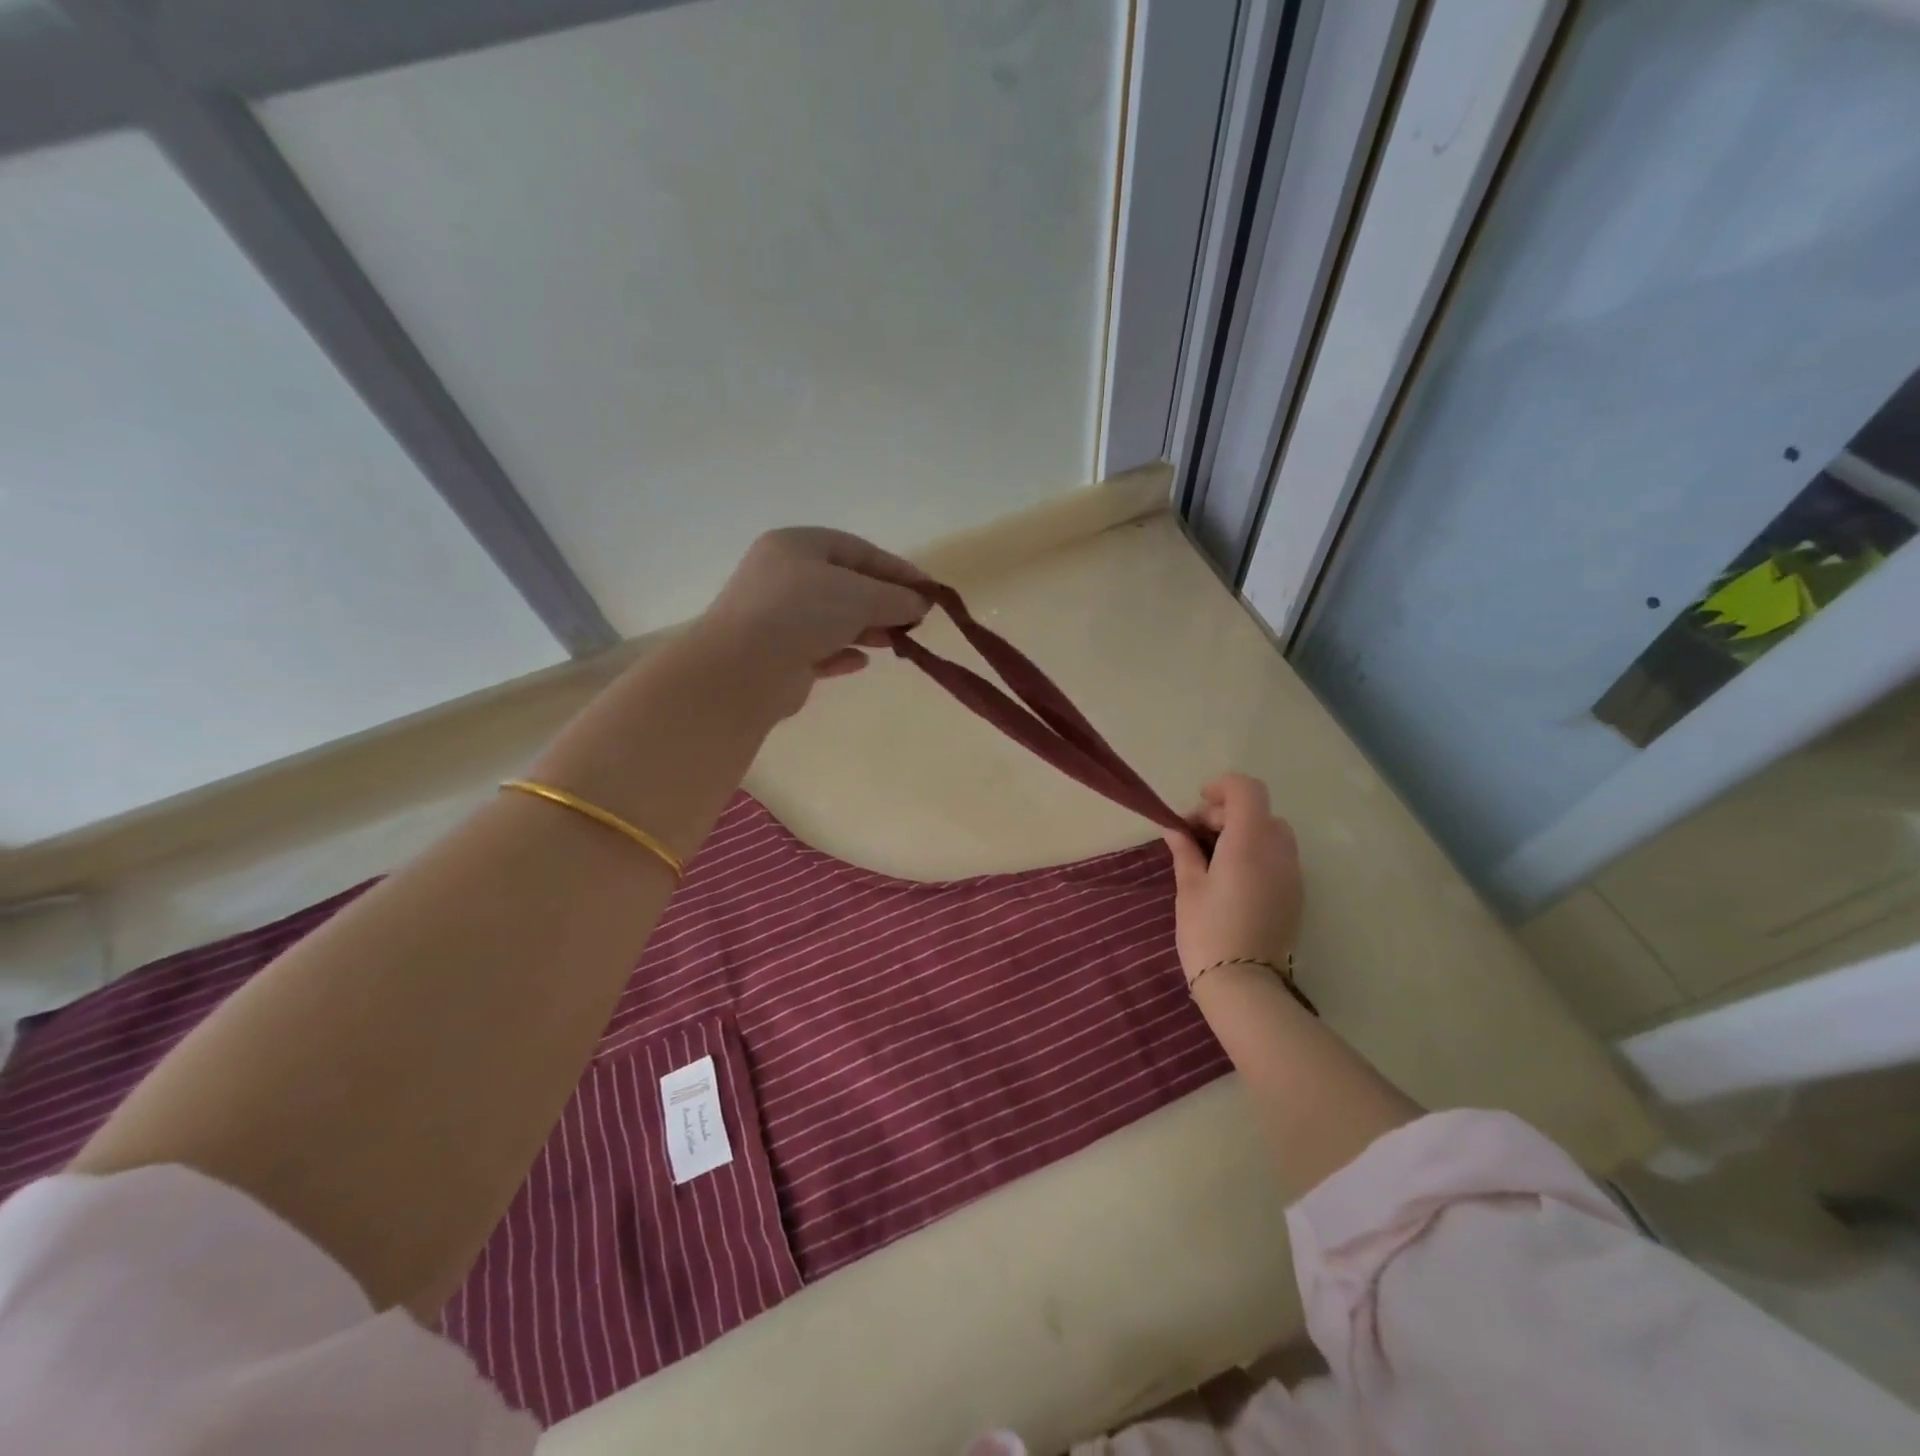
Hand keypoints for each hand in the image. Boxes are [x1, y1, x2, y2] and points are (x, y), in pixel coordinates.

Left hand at [698, 527, 932, 715]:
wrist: (743, 669)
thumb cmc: (802, 613)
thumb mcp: (860, 596)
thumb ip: (896, 597)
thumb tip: (921, 602)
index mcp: (797, 546)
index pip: (857, 550)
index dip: (897, 569)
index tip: (930, 590)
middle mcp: (783, 577)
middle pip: (845, 585)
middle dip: (883, 602)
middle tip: (916, 620)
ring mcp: (776, 618)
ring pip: (832, 619)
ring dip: (867, 629)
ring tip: (897, 642)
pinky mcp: (776, 657)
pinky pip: (818, 650)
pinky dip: (842, 654)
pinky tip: (863, 662)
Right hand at [1163, 774, 1302, 978]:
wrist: (1245, 986)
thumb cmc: (1208, 932)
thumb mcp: (1189, 887)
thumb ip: (1185, 850)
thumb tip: (1175, 829)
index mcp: (1249, 843)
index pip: (1247, 790)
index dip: (1222, 788)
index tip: (1198, 805)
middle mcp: (1278, 851)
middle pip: (1258, 811)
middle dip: (1226, 814)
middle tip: (1194, 837)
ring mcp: (1292, 874)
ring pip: (1272, 833)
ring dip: (1243, 833)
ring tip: (1213, 858)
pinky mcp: (1296, 894)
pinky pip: (1279, 857)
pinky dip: (1256, 853)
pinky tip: (1232, 878)